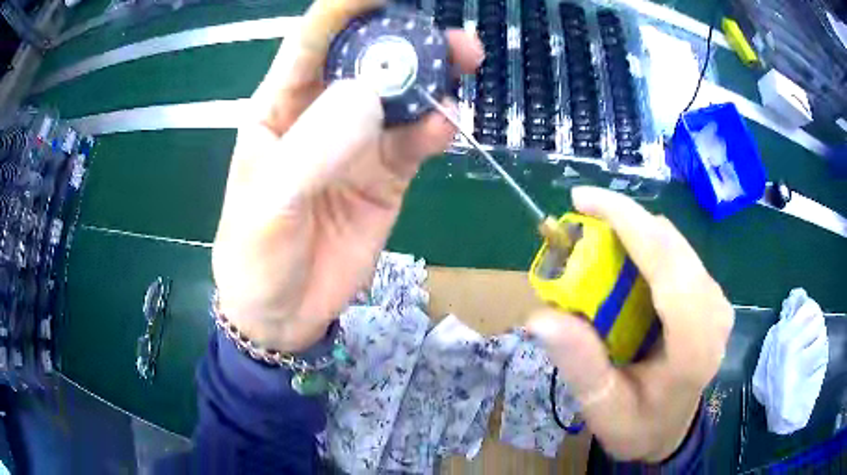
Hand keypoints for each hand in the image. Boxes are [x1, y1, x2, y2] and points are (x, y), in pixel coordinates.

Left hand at [212, 0, 483, 351]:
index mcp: (278, 109)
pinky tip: (449, 124)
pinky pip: (414, 142)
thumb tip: (369, 96)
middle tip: (449, 36)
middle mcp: (320, 115)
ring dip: (432, 78)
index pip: (312, 42)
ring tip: (465, 63)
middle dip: (404, 40)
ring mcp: (357, 144)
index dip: (345, 9)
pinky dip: (434, 129)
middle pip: (365, 61)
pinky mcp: (385, 176)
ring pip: (399, 97)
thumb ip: (314, 148)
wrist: (283, 312)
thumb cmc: (256, 256)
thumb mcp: (269, 203)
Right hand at [528, 187, 733, 461]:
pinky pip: (676, 254)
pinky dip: (644, 246)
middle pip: (671, 244)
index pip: (668, 264)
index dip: (627, 221)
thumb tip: (541, 317)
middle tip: (577, 228)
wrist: (670, 430)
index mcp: (694, 344)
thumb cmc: (638, 426)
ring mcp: (716, 299)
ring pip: (673, 243)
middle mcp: (714, 311)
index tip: (581, 200)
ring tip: (593, 247)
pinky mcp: (709, 294)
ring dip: (632, 233)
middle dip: (623, 222)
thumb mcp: (602, 409)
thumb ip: (580, 365)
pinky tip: (621, 263)